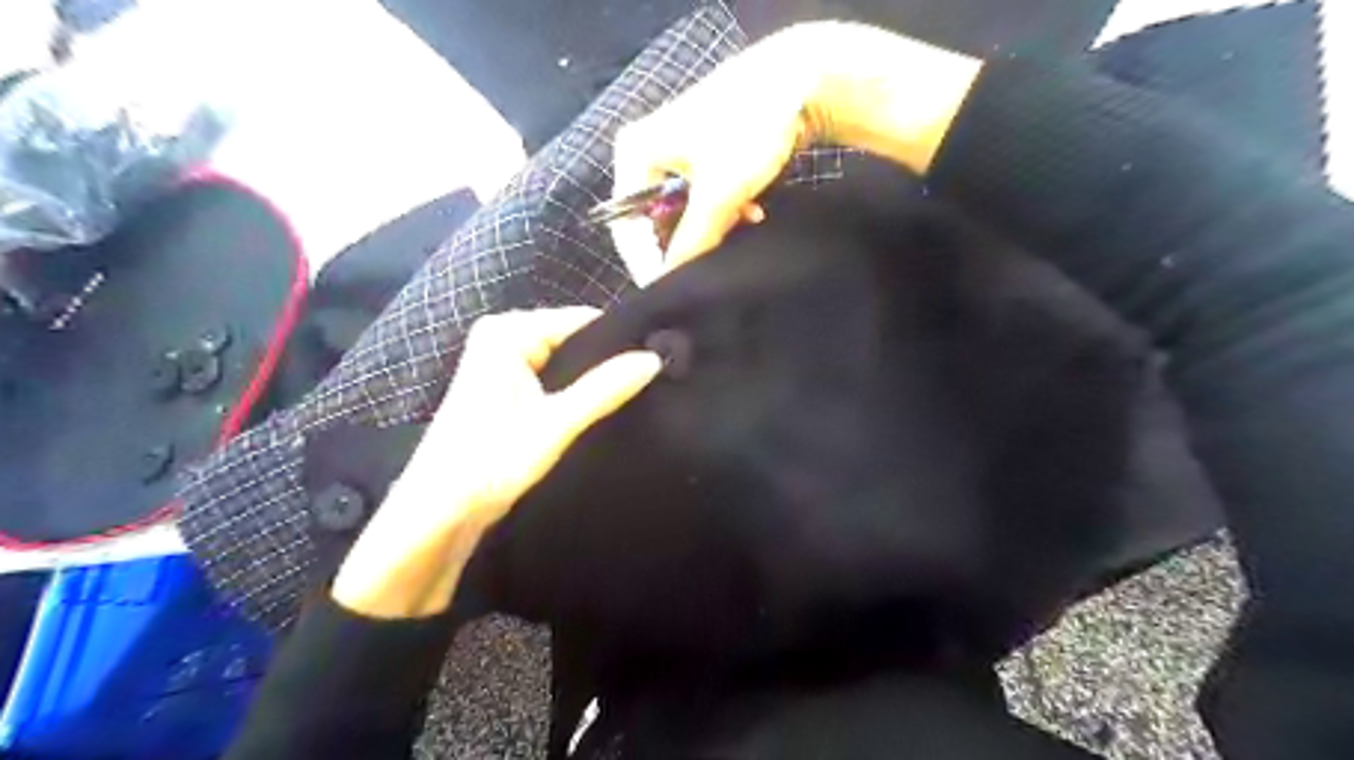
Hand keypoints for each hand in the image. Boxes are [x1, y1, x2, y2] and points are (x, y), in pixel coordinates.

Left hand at [332, 307, 660, 621]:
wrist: (439, 514)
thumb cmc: (490, 462)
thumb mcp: (555, 424)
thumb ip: (606, 388)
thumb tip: (654, 359)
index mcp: (508, 332)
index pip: (582, 321)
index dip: (620, 342)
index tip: (659, 361)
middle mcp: (502, 337)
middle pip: (574, 340)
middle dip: (607, 364)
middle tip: (651, 384)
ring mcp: (502, 363)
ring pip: (566, 363)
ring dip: (593, 383)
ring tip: (634, 398)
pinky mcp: (506, 390)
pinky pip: (553, 380)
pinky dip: (575, 395)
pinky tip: (602, 409)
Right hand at [612, 23, 819, 268]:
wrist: (800, 80)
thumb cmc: (746, 131)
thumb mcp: (719, 193)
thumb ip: (692, 240)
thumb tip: (670, 278)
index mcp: (635, 153)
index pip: (627, 224)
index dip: (645, 261)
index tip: (664, 291)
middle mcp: (647, 150)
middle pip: (654, 218)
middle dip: (683, 242)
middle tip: (704, 267)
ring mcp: (676, 150)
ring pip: (683, 209)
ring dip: (710, 226)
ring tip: (737, 230)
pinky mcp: (703, 152)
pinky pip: (702, 195)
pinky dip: (724, 209)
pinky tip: (750, 213)